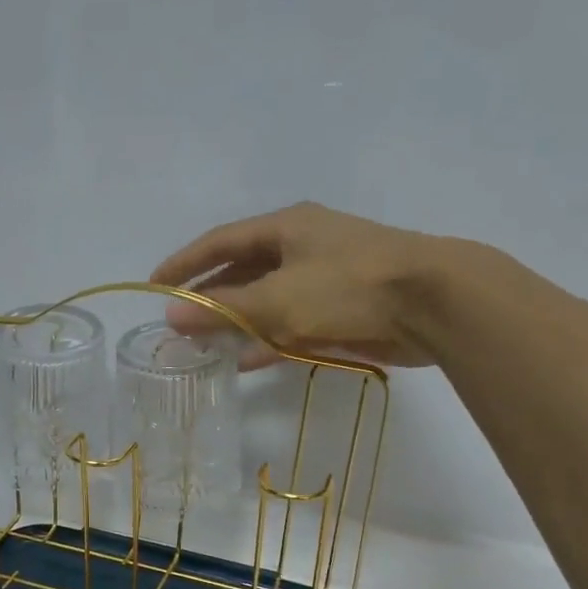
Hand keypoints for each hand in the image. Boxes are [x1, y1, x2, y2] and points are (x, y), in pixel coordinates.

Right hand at [151, 201, 452, 369]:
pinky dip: (268, 339)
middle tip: (179, 322)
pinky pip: (291, 322)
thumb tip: (171, 317)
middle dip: (209, 297)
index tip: (155, 285)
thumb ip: (223, 310)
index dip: (184, 263)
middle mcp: (301, 246)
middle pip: (241, 270)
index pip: (219, 241)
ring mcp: (323, 277)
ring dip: (236, 322)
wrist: (433, 302)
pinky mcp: (341, 308)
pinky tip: (246, 361)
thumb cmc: (348, 287)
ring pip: (265, 300)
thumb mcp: (277, 299)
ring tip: (205, 346)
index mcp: (285, 227)